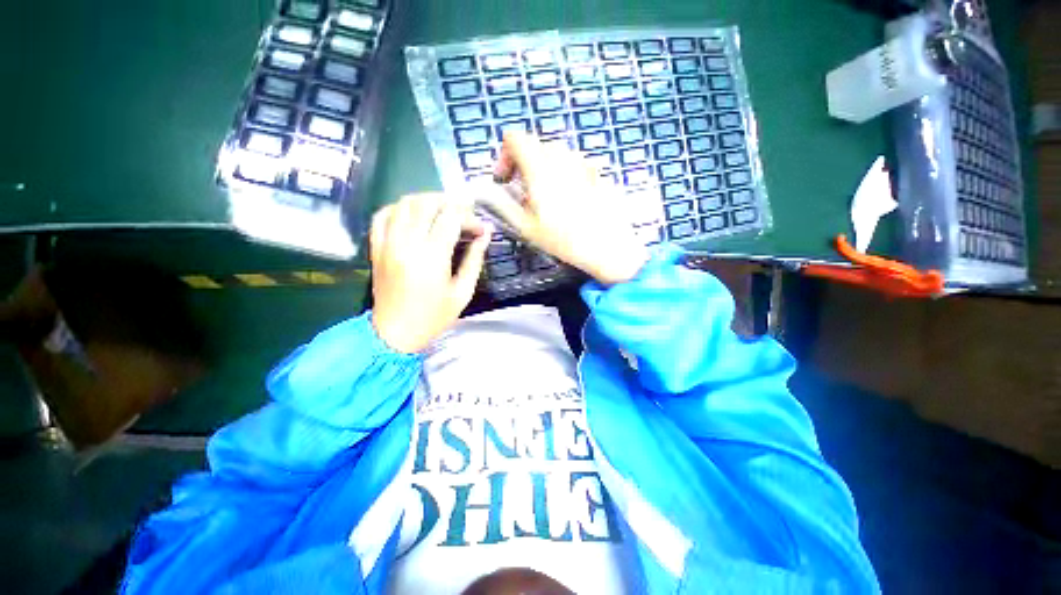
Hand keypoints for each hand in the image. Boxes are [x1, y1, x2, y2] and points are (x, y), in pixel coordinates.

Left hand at [370, 193, 490, 353]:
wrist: (395, 333)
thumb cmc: (433, 317)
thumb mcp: (463, 292)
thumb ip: (474, 260)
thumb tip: (485, 235)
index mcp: (431, 258)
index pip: (451, 219)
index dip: (469, 218)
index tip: (481, 229)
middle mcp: (407, 244)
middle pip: (427, 204)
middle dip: (450, 202)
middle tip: (464, 213)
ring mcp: (387, 243)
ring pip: (404, 204)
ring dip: (427, 200)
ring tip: (443, 210)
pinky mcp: (376, 247)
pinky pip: (382, 215)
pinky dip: (399, 208)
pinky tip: (413, 214)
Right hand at [481, 131, 648, 284]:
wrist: (606, 245)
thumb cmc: (563, 240)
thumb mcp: (526, 227)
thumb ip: (504, 204)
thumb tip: (491, 193)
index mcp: (540, 169)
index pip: (514, 138)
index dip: (504, 155)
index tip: (506, 179)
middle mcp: (561, 158)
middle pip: (535, 145)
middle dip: (524, 163)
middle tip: (524, 191)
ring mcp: (582, 162)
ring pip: (556, 153)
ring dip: (544, 167)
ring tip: (547, 196)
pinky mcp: (597, 172)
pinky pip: (574, 163)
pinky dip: (564, 173)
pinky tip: (570, 197)